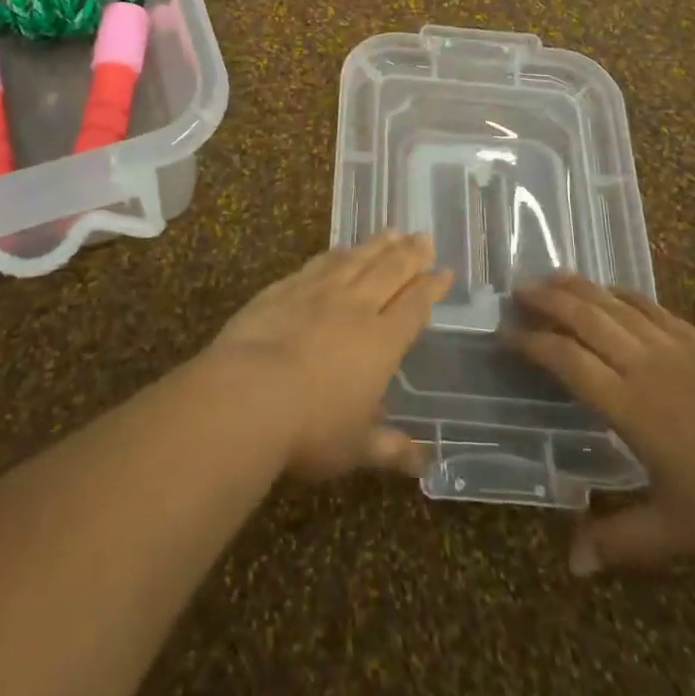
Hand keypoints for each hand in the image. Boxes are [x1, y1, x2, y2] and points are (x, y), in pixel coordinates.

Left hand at [204, 233, 453, 480]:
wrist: (249, 393)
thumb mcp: (355, 447)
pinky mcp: (285, 287)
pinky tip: (341, 249)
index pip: (414, 306)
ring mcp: (318, 292)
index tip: (445, 272)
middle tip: (424, 237)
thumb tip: (424, 463)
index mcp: (381, 342)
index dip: (431, 288)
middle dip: (411, 254)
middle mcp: (355, 307)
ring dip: (378, 245)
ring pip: (357, 259)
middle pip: (390, 271)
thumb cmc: (310, 428)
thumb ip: (389, 448)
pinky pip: (319, 263)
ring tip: (393, 231)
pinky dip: (336, 253)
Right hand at [506, 275, 694, 572]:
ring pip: (613, 303)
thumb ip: (623, 540)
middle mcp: (642, 363)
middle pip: (584, 317)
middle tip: (517, 290)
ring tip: (550, 277)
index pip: (566, 360)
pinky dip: (621, 293)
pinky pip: (649, 306)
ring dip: (578, 287)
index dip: (531, 343)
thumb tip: (572, 563)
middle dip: (547, 300)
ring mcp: (672, 344)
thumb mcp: (679, 531)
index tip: (504, 334)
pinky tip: (610, 290)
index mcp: (629, 404)